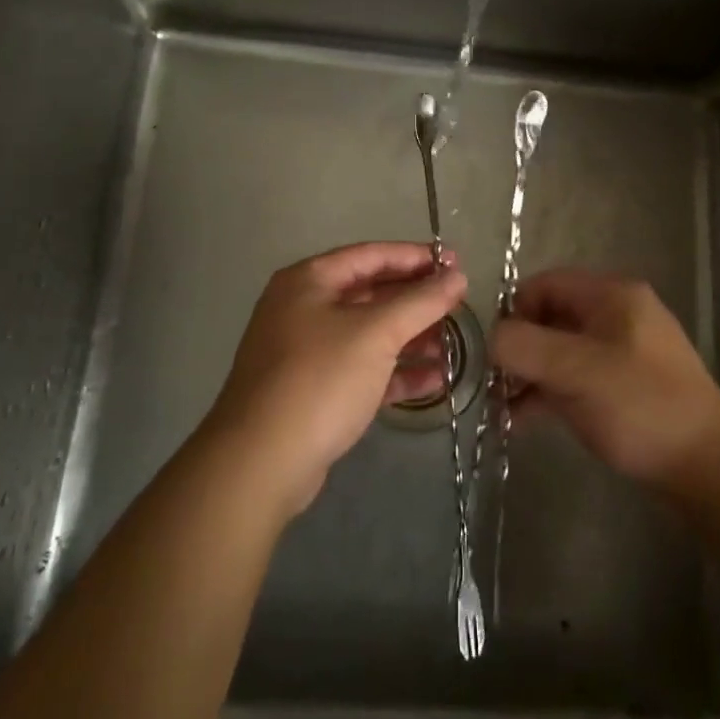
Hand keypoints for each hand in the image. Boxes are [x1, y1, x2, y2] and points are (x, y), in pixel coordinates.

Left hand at [207, 242, 466, 519]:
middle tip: (459, 305)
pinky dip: (395, 372)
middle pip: (371, 293)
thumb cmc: (319, 380)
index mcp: (309, 281)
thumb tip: (456, 276)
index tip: (456, 263)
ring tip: (452, 346)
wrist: (260, 464)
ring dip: (410, 338)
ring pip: (368, 334)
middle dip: (416, 301)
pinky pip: (362, 370)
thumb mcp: (376, 333)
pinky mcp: (314, 391)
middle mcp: (304, 309)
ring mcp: (306, 352)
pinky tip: (433, 380)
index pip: (371, 255)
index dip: (416, 257)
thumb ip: (421, 301)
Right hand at [492, 270, 719, 490]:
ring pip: (562, 349)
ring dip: (531, 373)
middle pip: (552, 316)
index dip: (514, 312)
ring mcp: (625, 350)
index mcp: (611, 294)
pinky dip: (551, 391)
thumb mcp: (575, 371)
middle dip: (520, 347)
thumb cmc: (640, 406)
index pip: (545, 284)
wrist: (709, 467)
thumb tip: (492, 338)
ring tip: (505, 409)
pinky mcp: (627, 385)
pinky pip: (577, 376)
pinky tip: (527, 419)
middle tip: (496, 385)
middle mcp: (618, 313)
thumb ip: (523, 347)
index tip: (495, 352)